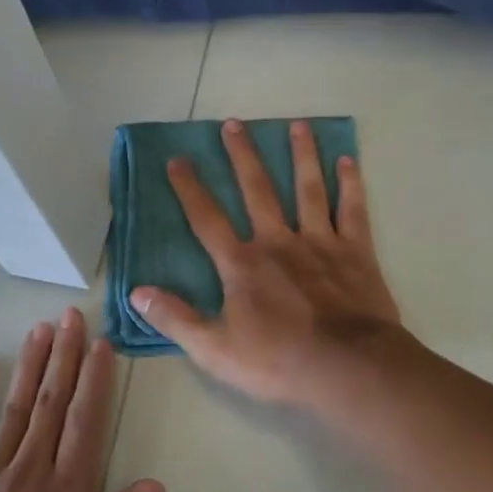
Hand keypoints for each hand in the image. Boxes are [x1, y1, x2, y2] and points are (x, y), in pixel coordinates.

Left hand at [0, 308, 164, 491]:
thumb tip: (153, 486)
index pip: (86, 423)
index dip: (95, 380)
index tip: (101, 344)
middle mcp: (30, 472)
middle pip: (53, 403)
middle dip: (65, 356)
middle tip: (73, 316)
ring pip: (16, 407)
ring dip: (31, 365)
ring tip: (41, 328)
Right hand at [130, 118, 401, 407]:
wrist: (347, 367)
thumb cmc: (278, 362)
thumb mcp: (215, 350)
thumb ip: (176, 319)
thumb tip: (137, 292)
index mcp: (242, 264)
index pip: (207, 219)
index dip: (190, 189)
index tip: (177, 160)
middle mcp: (278, 241)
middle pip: (257, 190)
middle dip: (242, 156)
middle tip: (233, 124)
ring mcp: (320, 242)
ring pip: (307, 189)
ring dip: (301, 155)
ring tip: (297, 124)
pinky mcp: (356, 252)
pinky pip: (351, 209)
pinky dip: (350, 184)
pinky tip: (347, 160)